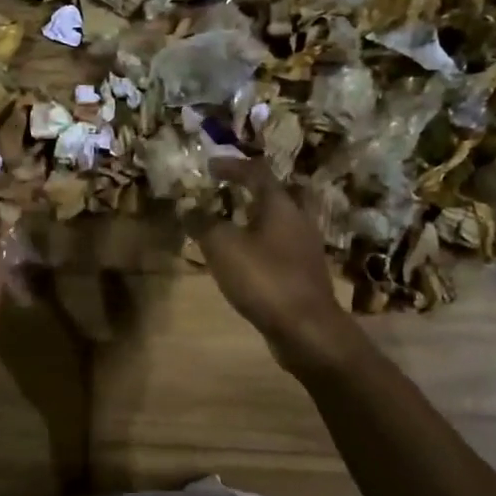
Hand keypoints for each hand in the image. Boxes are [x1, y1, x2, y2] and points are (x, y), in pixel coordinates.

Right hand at [190, 158, 357, 372]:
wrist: (307, 329)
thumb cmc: (265, 280)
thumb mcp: (223, 248)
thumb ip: (204, 223)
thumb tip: (188, 206)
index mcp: (281, 206)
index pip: (257, 173)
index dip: (232, 166)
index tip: (210, 166)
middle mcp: (299, 220)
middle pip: (279, 194)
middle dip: (254, 190)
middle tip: (231, 192)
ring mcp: (306, 248)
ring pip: (282, 222)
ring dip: (259, 218)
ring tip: (234, 226)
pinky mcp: (305, 273)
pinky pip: (282, 247)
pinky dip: (263, 244)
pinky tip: (248, 258)